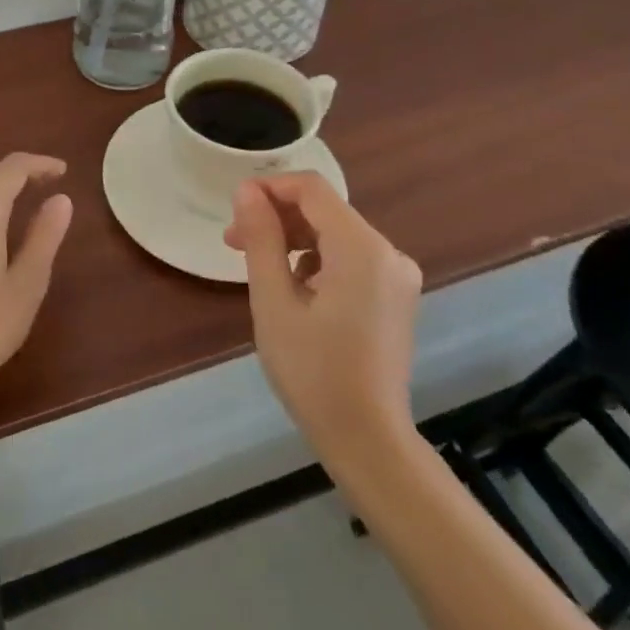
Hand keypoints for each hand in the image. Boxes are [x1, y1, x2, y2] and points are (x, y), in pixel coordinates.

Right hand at [225, 173, 422, 451]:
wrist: (368, 441)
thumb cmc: (314, 372)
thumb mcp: (274, 302)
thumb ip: (262, 238)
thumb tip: (247, 191)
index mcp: (362, 249)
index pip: (312, 189)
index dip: (270, 188)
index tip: (234, 208)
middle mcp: (388, 252)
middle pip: (324, 210)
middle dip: (277, 218)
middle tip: (233, 242)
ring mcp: (396, 275)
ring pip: (335, 234)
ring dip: (293, 240)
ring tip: (258, 268)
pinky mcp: (395, 296)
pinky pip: (349, 258)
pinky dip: (316, 261)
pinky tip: (293, 290)